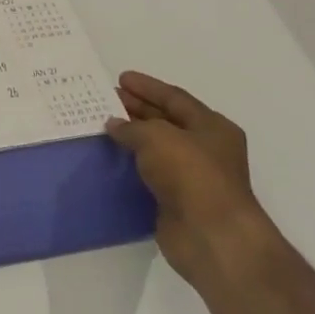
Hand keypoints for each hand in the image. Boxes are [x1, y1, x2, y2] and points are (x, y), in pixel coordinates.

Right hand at [105, 71, 281, 294]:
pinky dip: (132, 163)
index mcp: (211, 126)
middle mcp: (205, 148)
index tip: (121, 78)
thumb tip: (113, 124)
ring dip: (132, 136)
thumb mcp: (157, 137)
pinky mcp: (177, 199)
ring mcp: (193, 175)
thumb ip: (131, 127)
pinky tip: (111, 158)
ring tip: (103, 125)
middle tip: (107, 99)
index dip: (147, 87)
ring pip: (157, 147)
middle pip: (166, 120)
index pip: (175, 98)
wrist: (211, 235)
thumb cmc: (191, 175)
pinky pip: (150, 172)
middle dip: (137, 108)